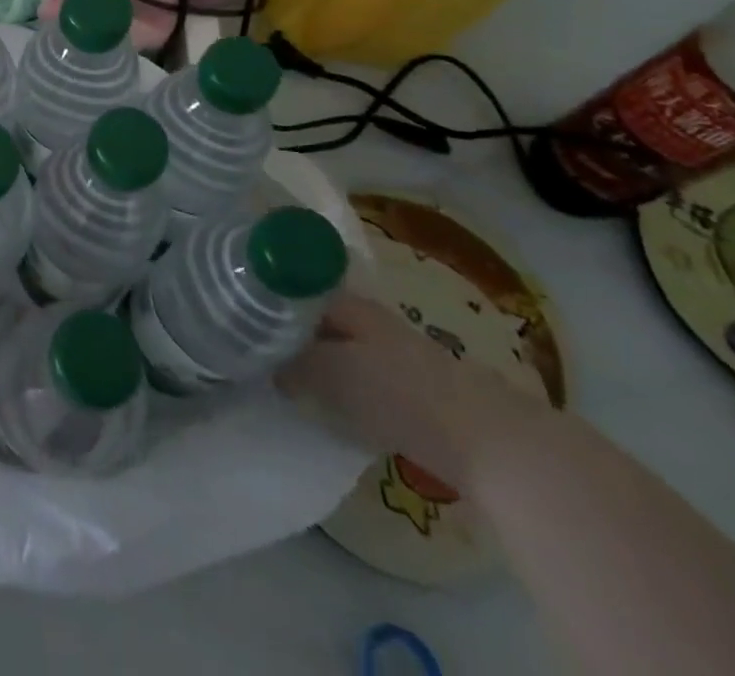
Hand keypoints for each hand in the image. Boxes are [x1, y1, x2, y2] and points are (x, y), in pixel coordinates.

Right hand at [278, 292, 549, 492]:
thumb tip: (268, 366)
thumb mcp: (330, 374)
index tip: (239, 311)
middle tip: (254, 348)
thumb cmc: (402, 396)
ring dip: (318, 360)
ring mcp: (401, 356)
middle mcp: (373, 320)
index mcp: (349, 304)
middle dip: (290, 331)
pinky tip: (332, 407)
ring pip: (343, 349)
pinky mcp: (420, 394)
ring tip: (286, 379)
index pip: (297, 286)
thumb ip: (292, 363)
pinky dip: (345, 388)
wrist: (495, 448)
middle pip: (319, 318)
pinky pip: (366, 380)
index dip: (268, 296)